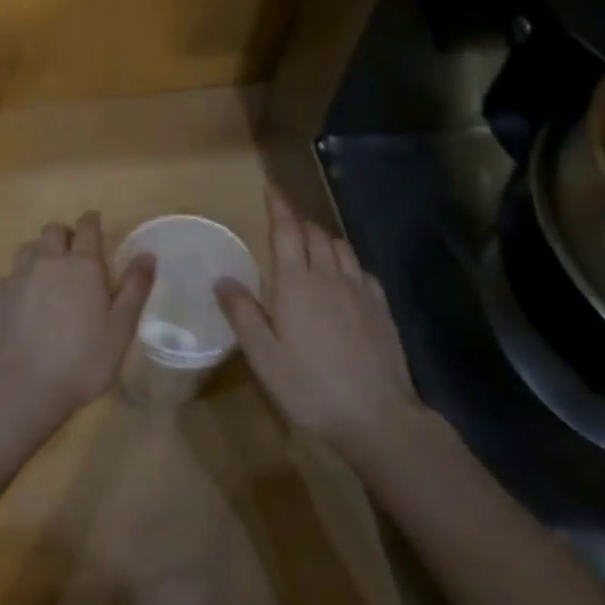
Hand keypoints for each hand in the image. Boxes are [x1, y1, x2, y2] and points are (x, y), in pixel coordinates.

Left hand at [0, 211, 155, 433]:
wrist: (20, 387)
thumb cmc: (81, 360)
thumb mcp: (120, 329)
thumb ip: (135, 288)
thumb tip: (148, 254)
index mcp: (82, 264)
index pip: (87, 227)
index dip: (92, 222)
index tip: (95, 224)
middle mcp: (48, 260)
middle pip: (54, 231)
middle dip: (66, 235)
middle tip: (75, 255)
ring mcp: (18, 276)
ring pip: (29, 248)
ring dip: (41, 252)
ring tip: (49, 274)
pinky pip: (11, 274)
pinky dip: (21, 278)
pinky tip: (25, 301)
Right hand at [215, 189, 420, 458]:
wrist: (377, 416)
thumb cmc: (311, 387)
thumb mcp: (264, 357)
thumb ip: (243, 314)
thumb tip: (223, 279)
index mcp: (297, 283)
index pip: (287, 231)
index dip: (278, 207)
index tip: (271, 188)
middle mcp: (330, 277)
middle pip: (315, 234)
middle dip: (299, 222)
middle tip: (285, 222)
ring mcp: (360, 291)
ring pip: (341, 248)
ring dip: (323, 238)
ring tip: (312, 245)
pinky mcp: (382, 309)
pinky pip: (362, 271)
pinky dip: (348, 263)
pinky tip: (346, 278)